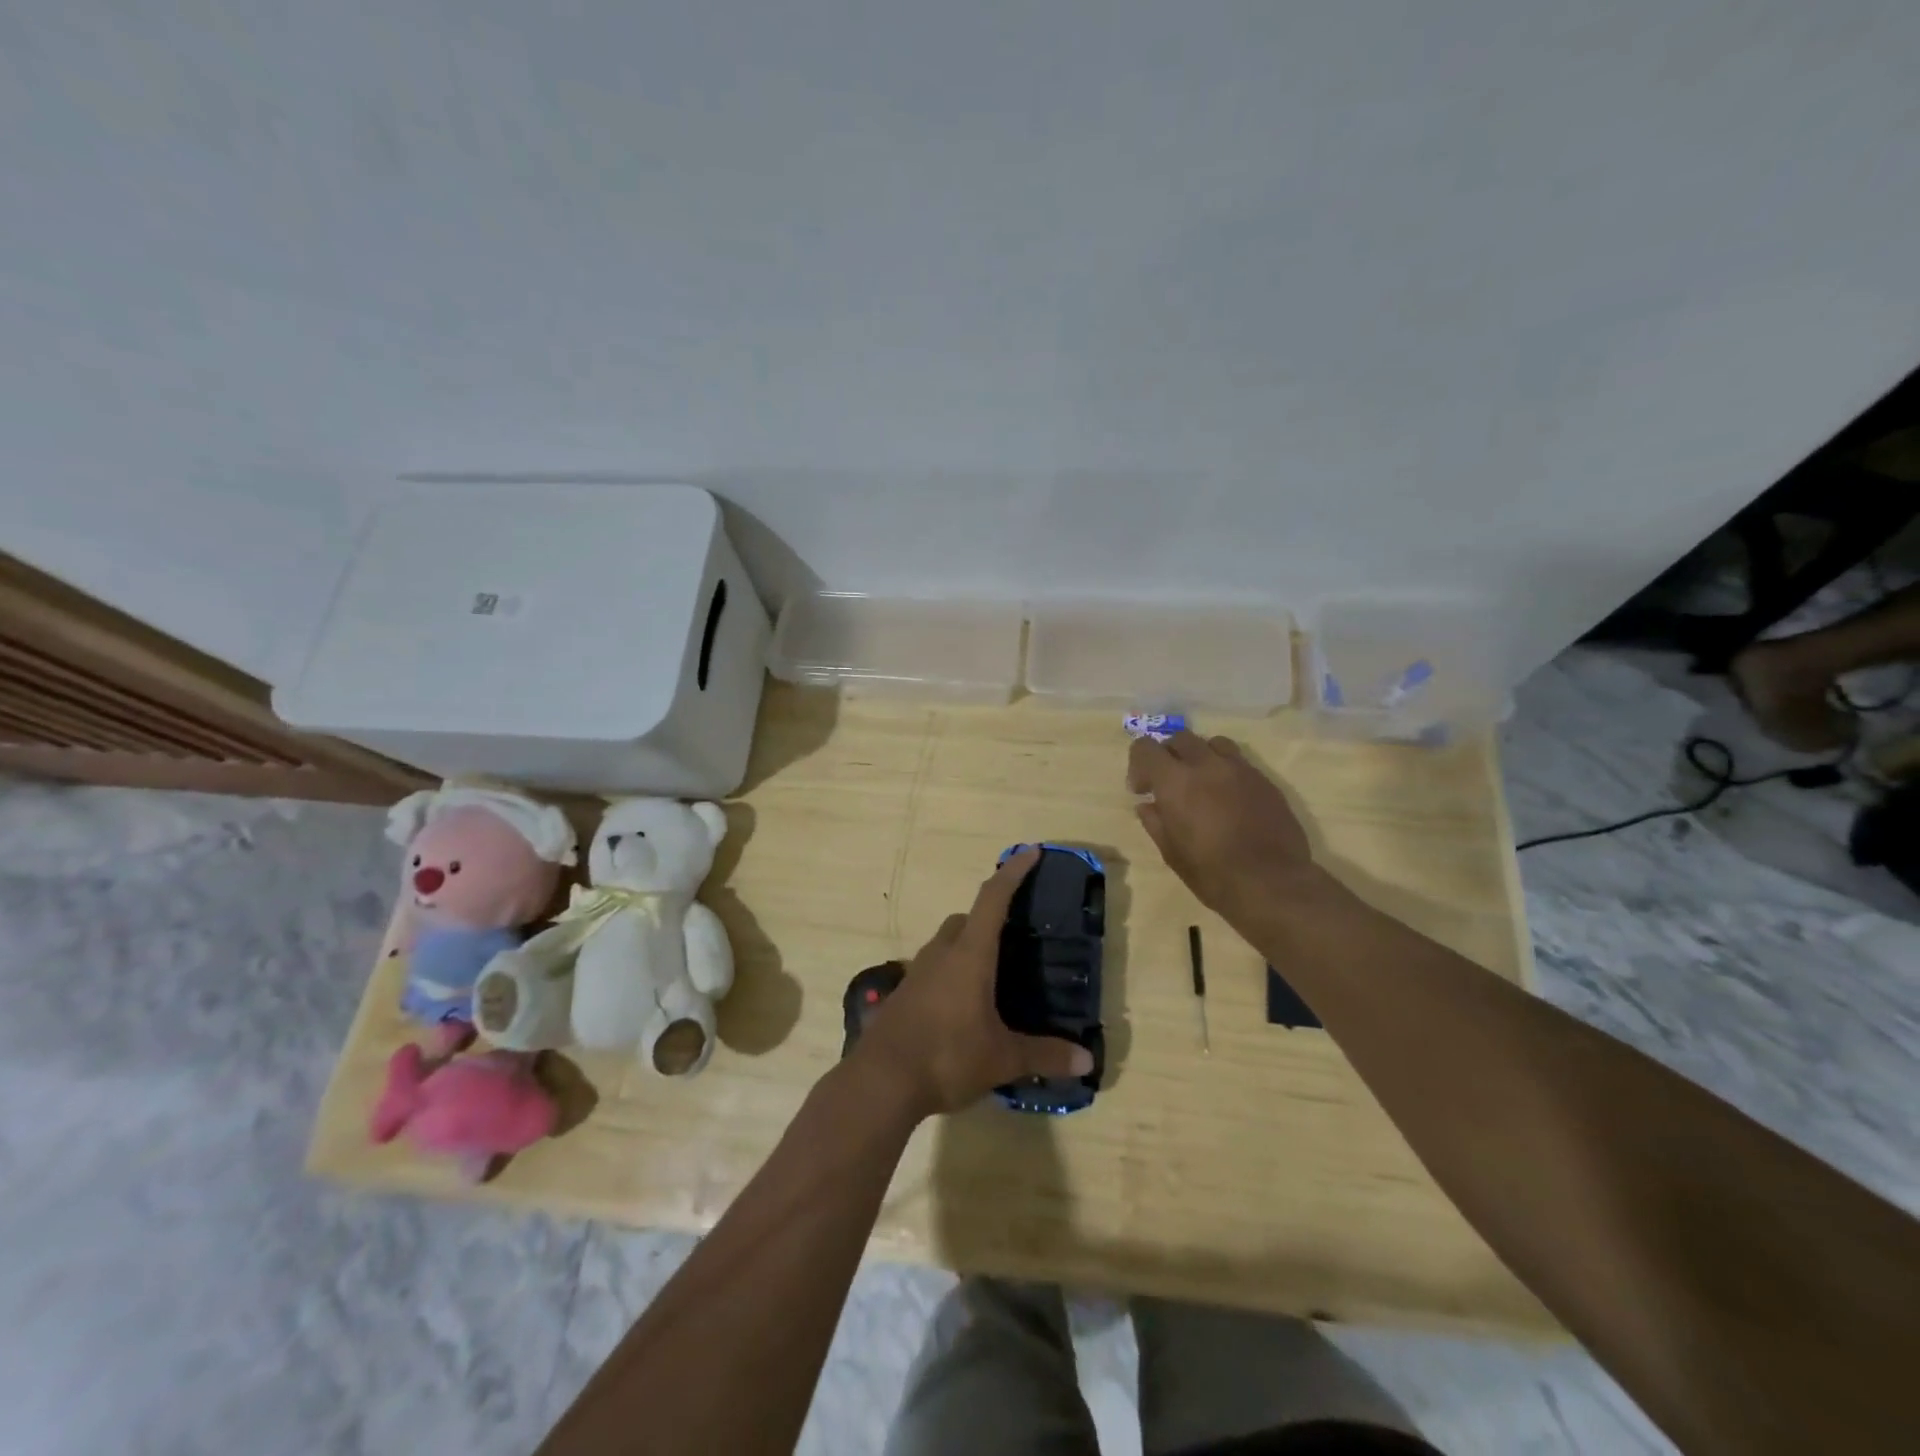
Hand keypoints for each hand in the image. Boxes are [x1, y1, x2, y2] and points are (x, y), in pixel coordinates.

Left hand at [852, 848, 1093, 1117]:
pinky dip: (951, 972)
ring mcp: (917, 972)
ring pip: (946, 943)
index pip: (994, 899)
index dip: (1013, 872)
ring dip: (968, 945)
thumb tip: (1087, 1061)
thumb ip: (1044, 1056)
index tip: (1031, 851)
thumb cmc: (946, 1057)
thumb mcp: (1002, 1059)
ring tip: (992, 973)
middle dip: (990, 916)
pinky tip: (962, 1004)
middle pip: (966, 919)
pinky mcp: (903, 994)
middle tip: (1015, 934)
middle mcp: (942, 954)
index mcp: (970, 955)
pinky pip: (933, 968)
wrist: (880, 1082)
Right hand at [1128, 730, 1321, 917]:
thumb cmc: (1212, 873)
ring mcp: (1240, 769)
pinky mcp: (1265, 781)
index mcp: (1176, 781)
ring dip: (1201, 756)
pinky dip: (1226, 772)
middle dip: (1169, 756)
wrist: (1272, 884)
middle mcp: (1207, 764)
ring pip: (1213, 743)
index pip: (1146, 747)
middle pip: (1180, 738)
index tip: (1142, 790)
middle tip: (1169, 784)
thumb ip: (1155, 822)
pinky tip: (1229, 800)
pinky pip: (1239, 763)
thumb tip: (1147, 806)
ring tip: (1202, 784)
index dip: (1138, 764)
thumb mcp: (1171, 853)